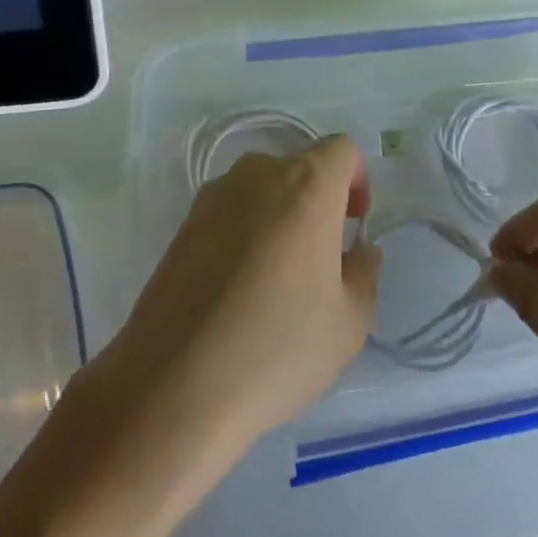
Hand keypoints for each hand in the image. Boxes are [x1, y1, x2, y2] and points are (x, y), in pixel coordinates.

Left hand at [101, 138, 380, 455]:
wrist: (174, 386)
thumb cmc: (277, 347)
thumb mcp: (349, 321)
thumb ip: (364, 272)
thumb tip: (357, 251)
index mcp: (306, 185)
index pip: (341, 150)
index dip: (356, 180)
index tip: (354, 224)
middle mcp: (257, 176)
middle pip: (298, 167)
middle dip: (317, 200)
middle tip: (321, 256)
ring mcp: (211, 199)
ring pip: (260, 190)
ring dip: (278, 215)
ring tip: (278, 275)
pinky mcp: (180, 228)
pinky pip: (227, 214)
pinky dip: (243, 234)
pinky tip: (239, 289)